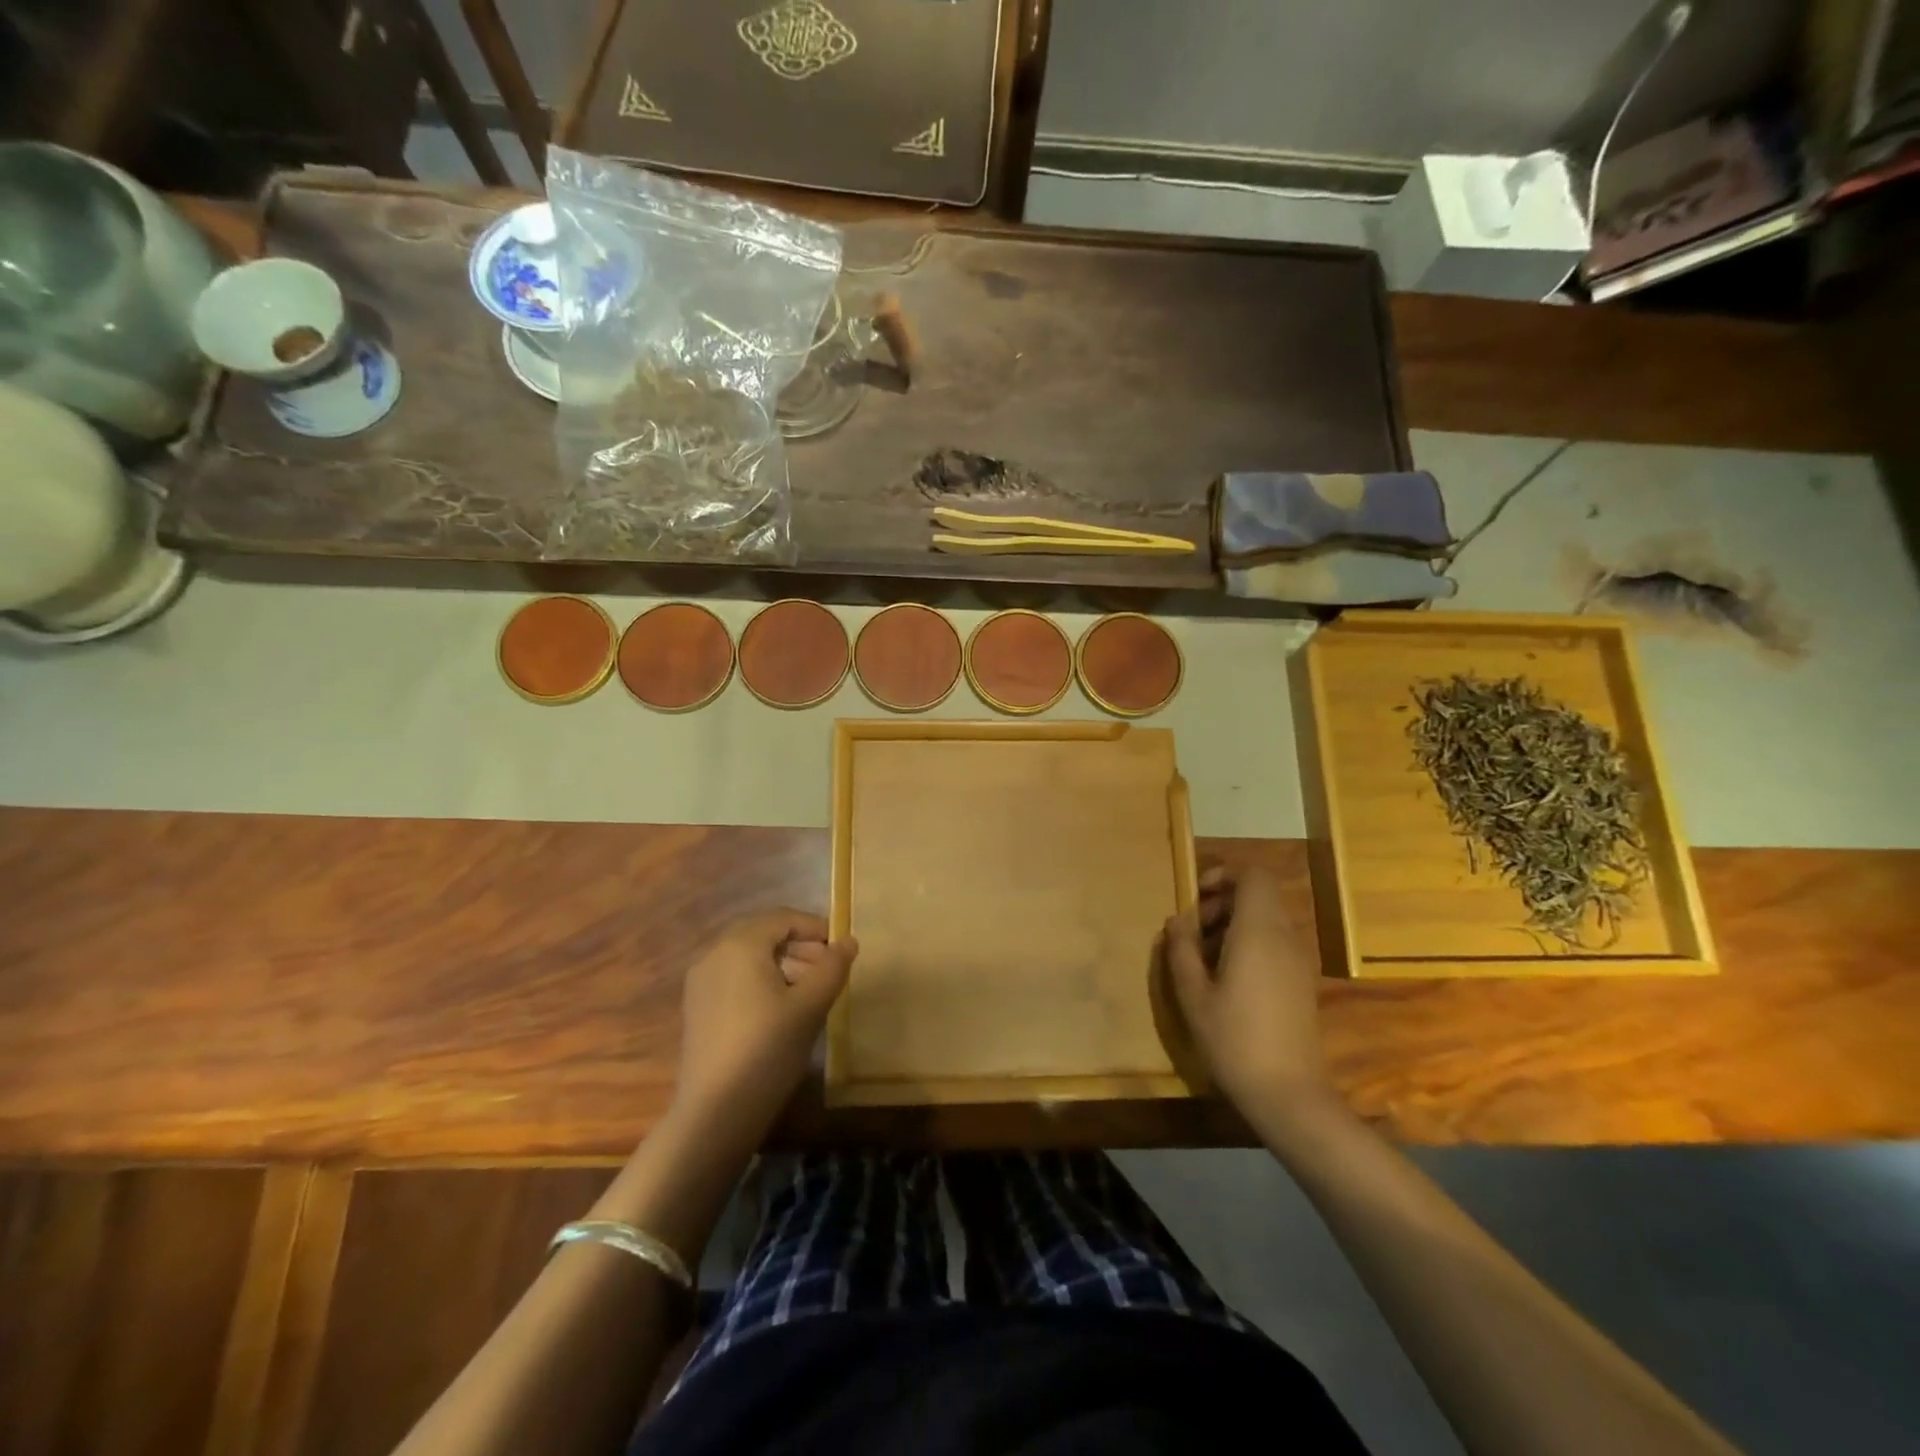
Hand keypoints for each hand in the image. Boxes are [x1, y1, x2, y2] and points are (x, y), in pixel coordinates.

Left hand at [672, 910, 856, 1141]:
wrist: (715, 1113)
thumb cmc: (767, 1049)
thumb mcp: (810, 1005)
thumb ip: (832, 967)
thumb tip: (849, 941)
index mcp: (740, 945)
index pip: (784, 918)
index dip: (816, 928)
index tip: (842, 949)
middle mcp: (714, 953)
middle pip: (764, 934)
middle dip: (800, 946)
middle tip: (829, 970)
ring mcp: (701, 981)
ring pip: (749, 957)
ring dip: (783, 963)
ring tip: (811, 990)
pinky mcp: (698, 1007)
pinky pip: (735, 977)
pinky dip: (762, 980)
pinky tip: (782, 1009)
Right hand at [1162, 864, 1327, 1113]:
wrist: (1289, 1095)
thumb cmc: (1234, 1040)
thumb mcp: (1193, 994)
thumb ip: (1181, 949)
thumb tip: (1177, 922)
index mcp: (1259, 932)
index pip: (1253, 874)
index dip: (1224, 874)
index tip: (1196, 896)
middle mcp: (1285, 937)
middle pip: (1258, 895)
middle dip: (1222, 902)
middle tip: (1192, 932)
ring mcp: (1298, 960)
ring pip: (1266, 919)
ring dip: (1233, 925)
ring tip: (1203, 958)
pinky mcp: (1302, 982)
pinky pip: (1275, 942)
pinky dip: (1249, 944)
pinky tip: (1227, 979)